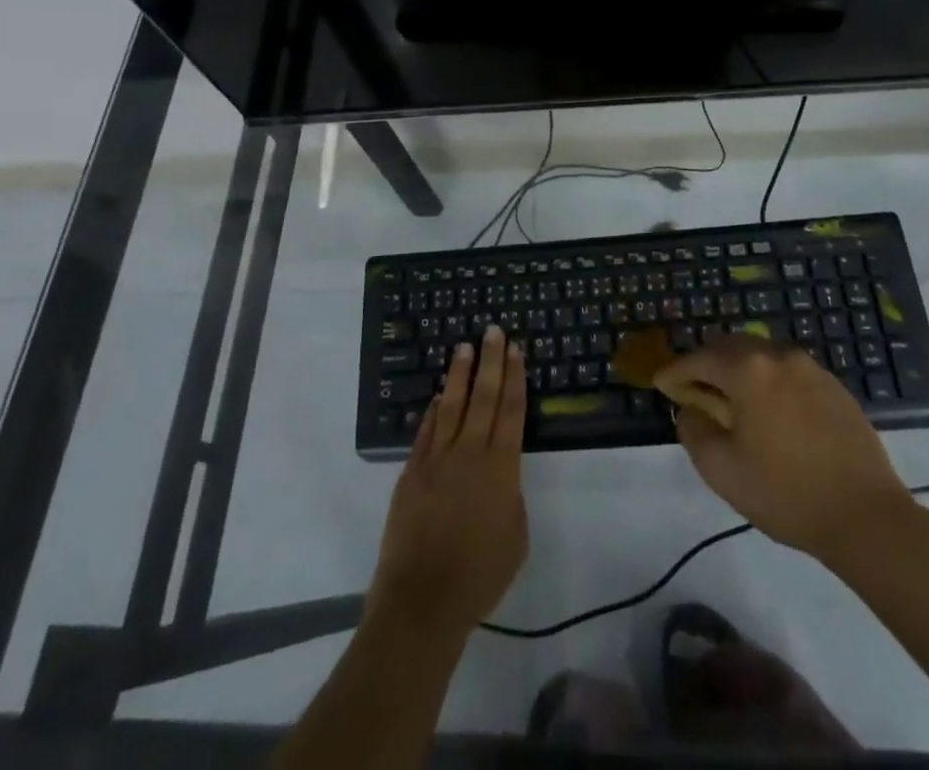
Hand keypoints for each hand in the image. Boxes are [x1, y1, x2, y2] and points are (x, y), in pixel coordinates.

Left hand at [371, 326, 528, 636]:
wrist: (424, 598)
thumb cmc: (480, 575)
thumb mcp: (516, 538)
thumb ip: (511, 496)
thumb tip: (500, 474)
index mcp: (501, 468)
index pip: (511, 411)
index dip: (514, 378)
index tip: (515, 350)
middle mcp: (470, 453)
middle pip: (484, 397)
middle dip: (490, 361)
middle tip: (493, 331)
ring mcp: (437, 459)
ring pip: (451, 405)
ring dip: (459, 374)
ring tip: (464, 347)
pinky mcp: (412, 471)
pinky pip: (426, 431)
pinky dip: (433, 410)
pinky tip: (439, 395)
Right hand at [656, 336, 912, 562]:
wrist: (867, 517)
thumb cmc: (786, 493)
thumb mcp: (722, 470)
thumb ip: (694, 431)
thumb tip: (691, 410)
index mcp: (747, 370)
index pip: (698, 359)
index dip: (675, 372)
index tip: (662, 385)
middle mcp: (777, 356)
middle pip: (730, 346)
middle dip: (707, 364)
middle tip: (694, 389)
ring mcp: (810, 368)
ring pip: (761, 355)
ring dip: (740, 370)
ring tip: (733, 400)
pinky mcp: (834, 386)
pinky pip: (788, 371)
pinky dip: (769, 381)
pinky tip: (771, 411)